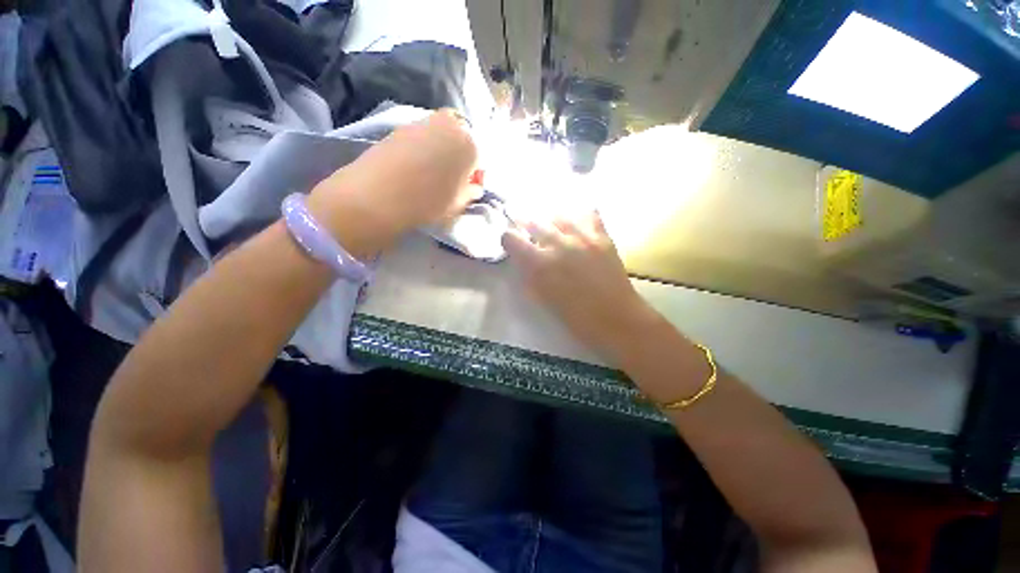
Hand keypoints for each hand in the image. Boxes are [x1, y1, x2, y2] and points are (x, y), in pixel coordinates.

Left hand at [308, 109, 478, 257]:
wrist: (378, 195)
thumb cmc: (428, 202)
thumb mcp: (458, 204)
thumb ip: (471, 192)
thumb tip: (474, 185)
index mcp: (470, 145)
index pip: (481, 156)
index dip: (476, 173)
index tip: (468, 186)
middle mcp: (449, 125)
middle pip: (463, 137)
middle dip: (462, 154)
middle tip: (452, 176)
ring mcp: (423, 122)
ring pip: (443, 132)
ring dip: (443, 148)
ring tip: (432, 171)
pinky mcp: (402, 126)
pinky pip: (423, 134)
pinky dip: (425, 146)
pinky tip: (415, 165)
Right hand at [502, 212, 652, 358]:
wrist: (615, 318)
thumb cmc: (575, 317)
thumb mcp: (542, 298)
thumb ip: (529, 275)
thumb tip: (523, 259)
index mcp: (539, 264)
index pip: (512, 238)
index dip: (509, 239)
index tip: (512, 243)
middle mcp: (558, 244)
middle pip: (534, 220)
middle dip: (526, 224)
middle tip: (528, 229)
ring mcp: (582, 237)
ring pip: (559, 213)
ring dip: (550, 219)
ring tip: (552, 226)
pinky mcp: (602, 236)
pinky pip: (588, 213)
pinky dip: (578, 216)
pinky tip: (576, 224)